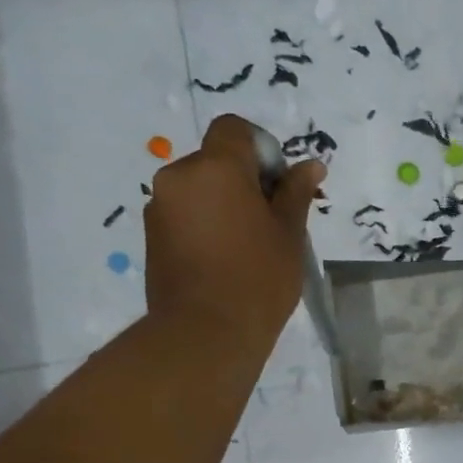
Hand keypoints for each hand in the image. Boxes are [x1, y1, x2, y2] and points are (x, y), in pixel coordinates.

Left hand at [144, 114, 325, 344]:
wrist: (207, 332)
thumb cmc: (259, 278)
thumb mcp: (289, 233)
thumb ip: (296, 192)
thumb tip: (311, 165)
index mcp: (216, 168)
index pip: (234, 129)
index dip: (261, 148)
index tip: (279, 185)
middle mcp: (179, 176)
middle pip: (216, 160)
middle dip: (244, 181)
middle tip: (272, 221)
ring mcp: (159, 207)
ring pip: (199, 189)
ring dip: (224, 204)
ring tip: (249, 246)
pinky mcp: (151, 236)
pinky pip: (184, 214)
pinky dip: (206, 224)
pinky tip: (225, 260)